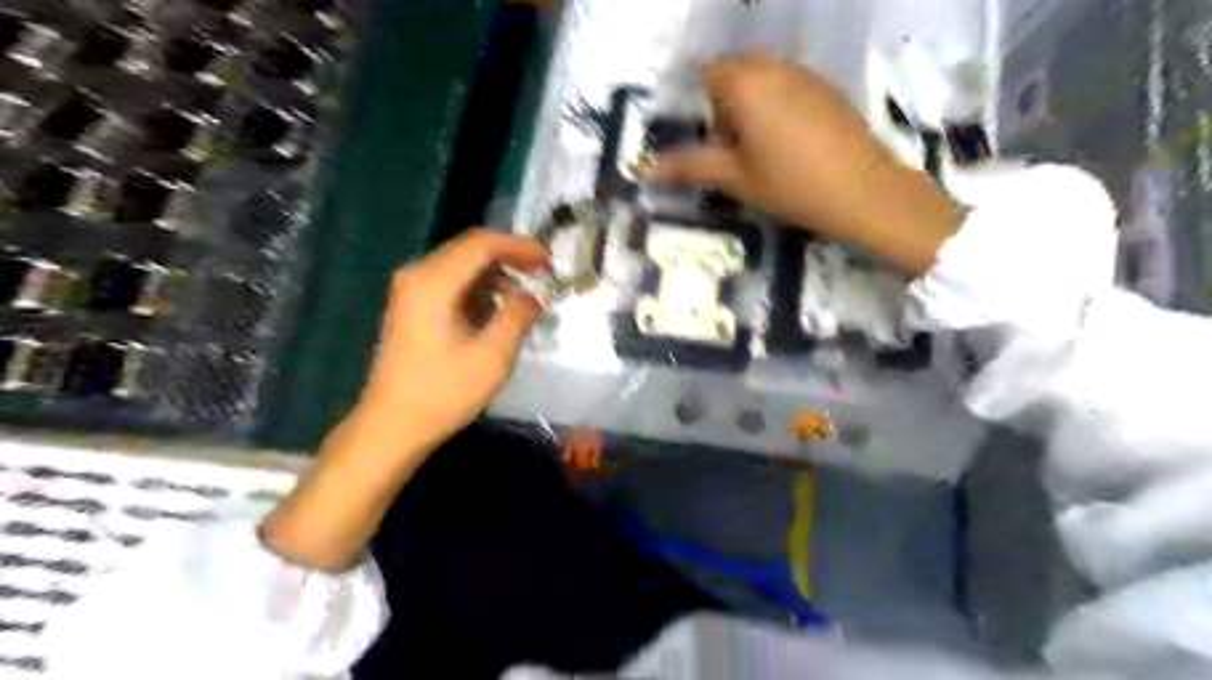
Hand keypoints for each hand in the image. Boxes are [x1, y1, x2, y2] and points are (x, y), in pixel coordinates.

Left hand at [356, 228, 549, 450]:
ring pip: (462, 267)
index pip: (482, 243)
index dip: (520, 247)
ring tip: (525, 301)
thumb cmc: (443, 392)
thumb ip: (517, 316)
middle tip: (543, 277)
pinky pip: (451, 284)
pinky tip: (497, 313)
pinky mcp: (412, 309)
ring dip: (496, 277)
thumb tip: (534, 296)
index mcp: (434, 281)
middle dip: (510, 259)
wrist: (393, 426)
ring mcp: (411, 291)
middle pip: (470, 249)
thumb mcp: (492, 355)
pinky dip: (479, 291)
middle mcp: (418, 275)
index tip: (549, 264)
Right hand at [653, 52, 955, 272]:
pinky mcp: (828, 88)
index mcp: (746, 82)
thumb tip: (646, 171)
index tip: (711, 145)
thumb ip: (690, 167)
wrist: (863, 191)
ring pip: (763, 81)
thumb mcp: (735, 178)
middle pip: (735, 76)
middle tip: (734, 153)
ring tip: (763, 153)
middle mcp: (774, 66)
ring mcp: (805, 74)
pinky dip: (779, 109)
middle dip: (726, 109)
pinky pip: (789, 88)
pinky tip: (792, 148)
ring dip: (753, 109)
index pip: (707, 77)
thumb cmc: (790, 184)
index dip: (701, 110)